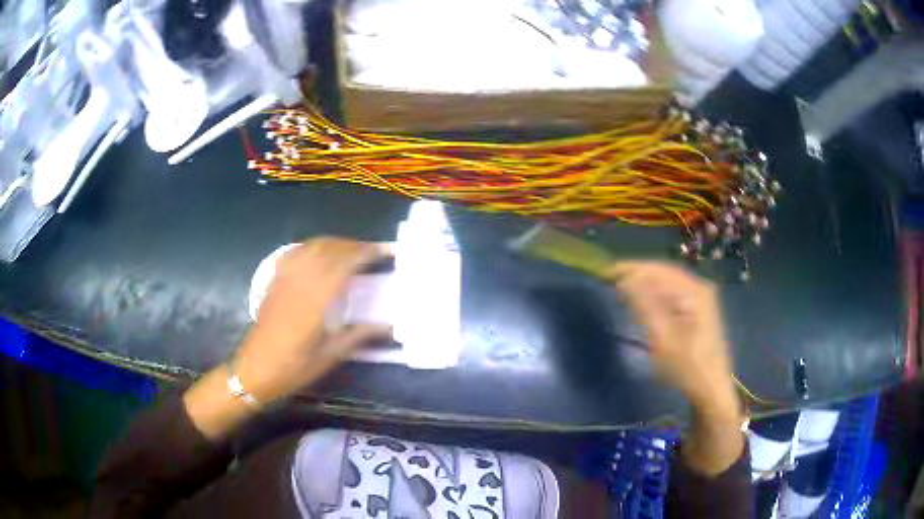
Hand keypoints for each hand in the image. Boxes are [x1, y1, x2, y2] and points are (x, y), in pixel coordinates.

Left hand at [235, 237, 391, 403]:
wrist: (255, 370)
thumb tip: (388, 327)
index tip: (381, 252)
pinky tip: (318, 253)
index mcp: (316, 302)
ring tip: (349, 250)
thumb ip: (358, 336)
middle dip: (351, 245)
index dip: (363, 253)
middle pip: (327, 250)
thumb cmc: (294, 368)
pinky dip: (311, 247)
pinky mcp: (274, 282)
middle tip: (371, 251)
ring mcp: (285, 280)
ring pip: (310, 248)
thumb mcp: (330, 356)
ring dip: (333, 243)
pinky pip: (294, 254)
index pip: (342, 265)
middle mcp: (300, 283)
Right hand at [609, 262, 738, 418]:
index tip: (609, 271)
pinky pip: (674, 294)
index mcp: (695, 291)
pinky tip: (645, 300)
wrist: (711, 388)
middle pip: (665, 273)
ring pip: (669, 283)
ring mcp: (702, 298)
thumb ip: (644, 306)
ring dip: (647, 283)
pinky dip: (657, 294)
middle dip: (639, 274)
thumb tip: (625, 280)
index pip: (659, 270)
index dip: (633, 268)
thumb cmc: (687, 366)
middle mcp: (700, 287)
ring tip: (624, 288)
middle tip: (613, 279)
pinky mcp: (700, 310)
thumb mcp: (663, 338)